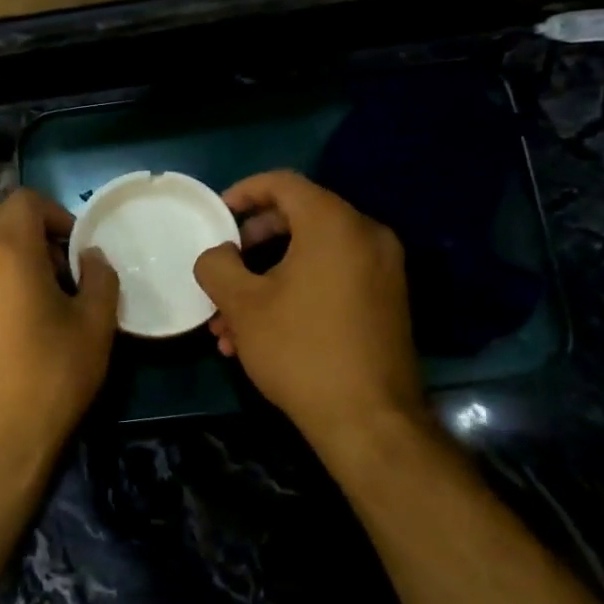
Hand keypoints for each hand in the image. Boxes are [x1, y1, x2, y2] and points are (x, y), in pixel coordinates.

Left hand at [0, 190, 119, 469]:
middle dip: (35, 230)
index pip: (25, 200)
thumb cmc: (50, 377)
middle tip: (65, 267)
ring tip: (44, 294)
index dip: (57, 213)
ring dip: (14, 252)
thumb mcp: (94, 326)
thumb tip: (92, 257)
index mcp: (6, 251)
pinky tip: (17, 317)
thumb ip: (100, 278)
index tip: (78, 247)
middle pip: (0, 217)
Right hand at [194, 171, 427, 457]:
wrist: (369, 420)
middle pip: (299, 217)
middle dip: (251, 243)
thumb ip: (218, 266)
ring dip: (266, 278)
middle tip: (224, 266)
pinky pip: (332, 279)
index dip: (243, 192)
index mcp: (334, 224)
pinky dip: (296, 292)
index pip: (284, 183)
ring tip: (229, 321)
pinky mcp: (386, 301)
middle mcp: (366, 236)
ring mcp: (382, 270)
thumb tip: (217, 254)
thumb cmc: (300, 350)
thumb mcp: (243, 305)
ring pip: (312, 256)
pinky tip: (261, 336)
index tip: (216, 213)